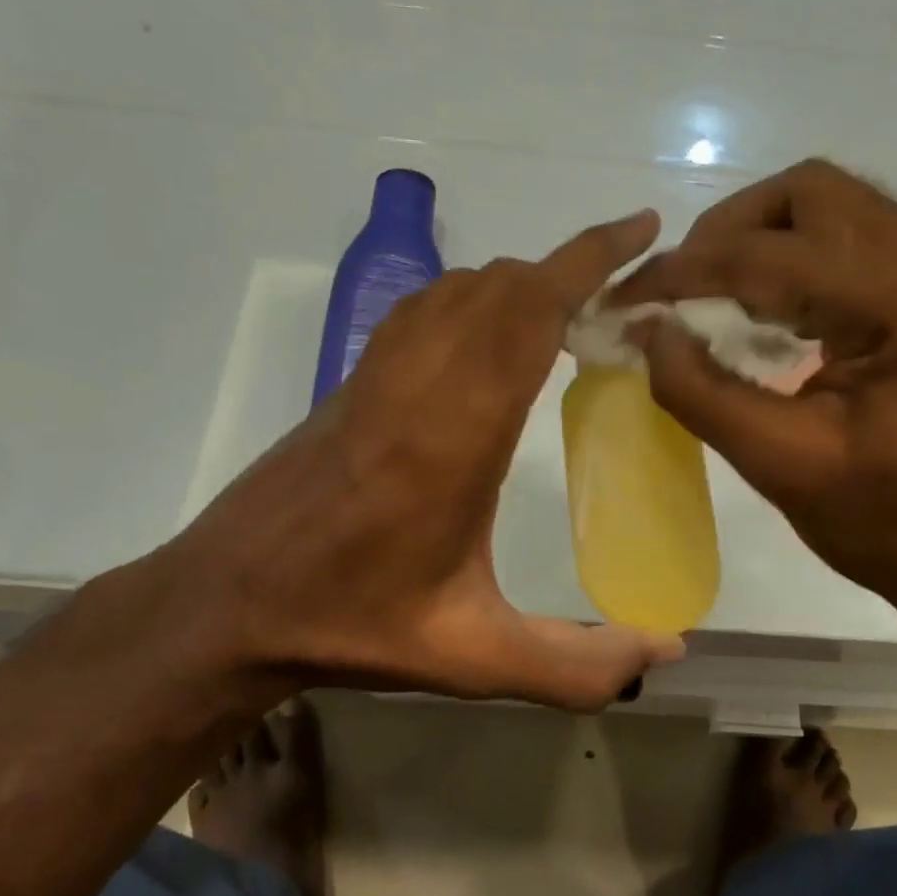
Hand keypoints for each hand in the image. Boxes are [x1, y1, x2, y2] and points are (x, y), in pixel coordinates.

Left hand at [161, 213, 685, 711]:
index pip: (529, 310)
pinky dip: (473, 299)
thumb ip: (576, 664)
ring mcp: (376, 375)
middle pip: (500, 285)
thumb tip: (668, 651)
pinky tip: (491, 338)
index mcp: (455, 431)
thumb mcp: (473, 659)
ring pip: (456, 289)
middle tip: (627, 290)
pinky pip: (422, 311)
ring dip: (520, 282)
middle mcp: (416, 382)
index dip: (590, 260)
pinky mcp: (352, 384)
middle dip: (570, 268)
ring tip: (572, 308)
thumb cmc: (351, 623)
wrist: (228, 604)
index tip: (643, 231)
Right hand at [610, 159, 896, 632]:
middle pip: (810, 193)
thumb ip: (703, 392)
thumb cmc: (894, 525)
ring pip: (832, 208)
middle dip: (726, 233)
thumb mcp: (784, 466)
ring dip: (760, 242)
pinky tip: (766, 315)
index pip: (772, 254)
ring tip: (712, 300)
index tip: (626, 299)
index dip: (685, 271)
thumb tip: (647, 330)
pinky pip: (853, 242)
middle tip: (679, 291)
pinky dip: (795, 263)